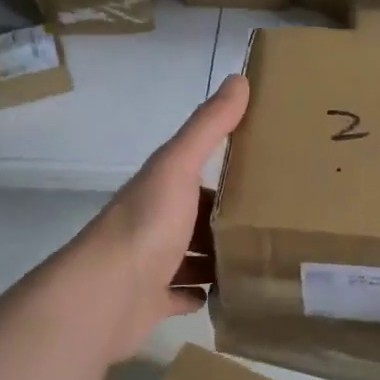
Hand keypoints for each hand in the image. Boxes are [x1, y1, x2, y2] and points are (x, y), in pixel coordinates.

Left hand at [75, 74, 248, 362]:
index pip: (197, 175)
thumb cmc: (147, 225)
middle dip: (227, 218)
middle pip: (196, 217)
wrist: (105, 295)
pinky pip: (180, 295)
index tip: (267, 175)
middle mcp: (153, 222)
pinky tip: (225, 293)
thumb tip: (239, 77)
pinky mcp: (150, 302)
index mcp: (160, 188)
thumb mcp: (179, 166)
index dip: (228, 173)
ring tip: (260, 257)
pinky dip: (200, 293)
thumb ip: (208, 126)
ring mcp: (150, 264)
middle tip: (274, 223)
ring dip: (216, 256)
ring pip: (190, 256)